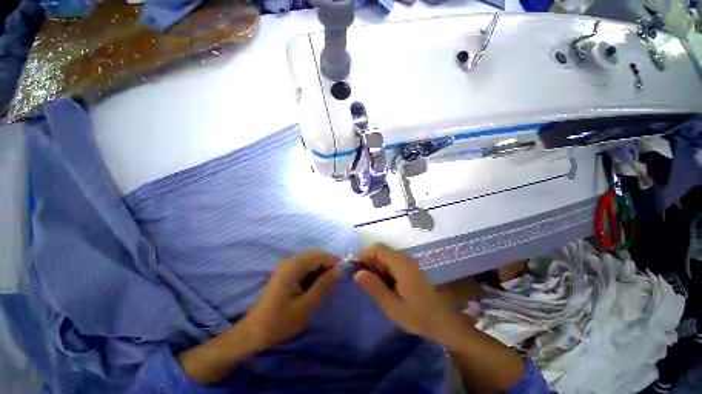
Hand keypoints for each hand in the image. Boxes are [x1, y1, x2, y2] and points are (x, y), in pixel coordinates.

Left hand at [178, 251, 341, 383]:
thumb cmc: (280, 321)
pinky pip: (304, 266)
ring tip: (328, 284)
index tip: (344, 273)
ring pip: (310, 260)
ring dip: (321, 268)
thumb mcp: (306, 305)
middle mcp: (289, 262)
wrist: (253, 333)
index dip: (333, 262)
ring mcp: (286, 266)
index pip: (319, 256)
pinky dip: (313, 272)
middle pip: (315, 255)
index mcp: (293, 267)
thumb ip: (324, 285)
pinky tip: (315, 285)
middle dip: (328, 264)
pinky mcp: (284, 273)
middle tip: (337, 280)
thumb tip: (340, 270)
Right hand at [353, 244, 464, 345]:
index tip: (356, 270)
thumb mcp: (393, 307)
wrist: (446, 322)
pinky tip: (386, 285)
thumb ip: (375, 288)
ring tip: (374, 285)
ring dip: (377, 266)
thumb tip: (357, 273)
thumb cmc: (420, 316)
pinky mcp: (411, 268)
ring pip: (386, 256)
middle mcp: (405, 258)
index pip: (378, 248)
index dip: (364, 255)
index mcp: (401, 265)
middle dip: (369, 262)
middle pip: (381, 251)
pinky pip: (393, 262)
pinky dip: (385, 269)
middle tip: (364, 281)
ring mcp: (409, 262)